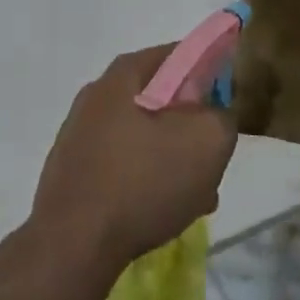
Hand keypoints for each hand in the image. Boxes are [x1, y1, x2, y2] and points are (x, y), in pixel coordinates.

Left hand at [30, 46, 236, 269]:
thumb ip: (222, 117)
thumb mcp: (207, 142)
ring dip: (173, 160)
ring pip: (144, 137)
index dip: (210, 73)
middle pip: (161, 99)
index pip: (178, 54)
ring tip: (197, 196)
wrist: (72, 245)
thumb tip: (215, 115)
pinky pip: (123, 164)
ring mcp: (80, 133)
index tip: (227, 105)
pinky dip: (146, 181)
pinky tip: (162, 211)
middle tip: (213, 158)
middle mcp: (97, 94)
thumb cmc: (142, 182)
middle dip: (191, 127)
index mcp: (124, 74)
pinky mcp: (73, 170)